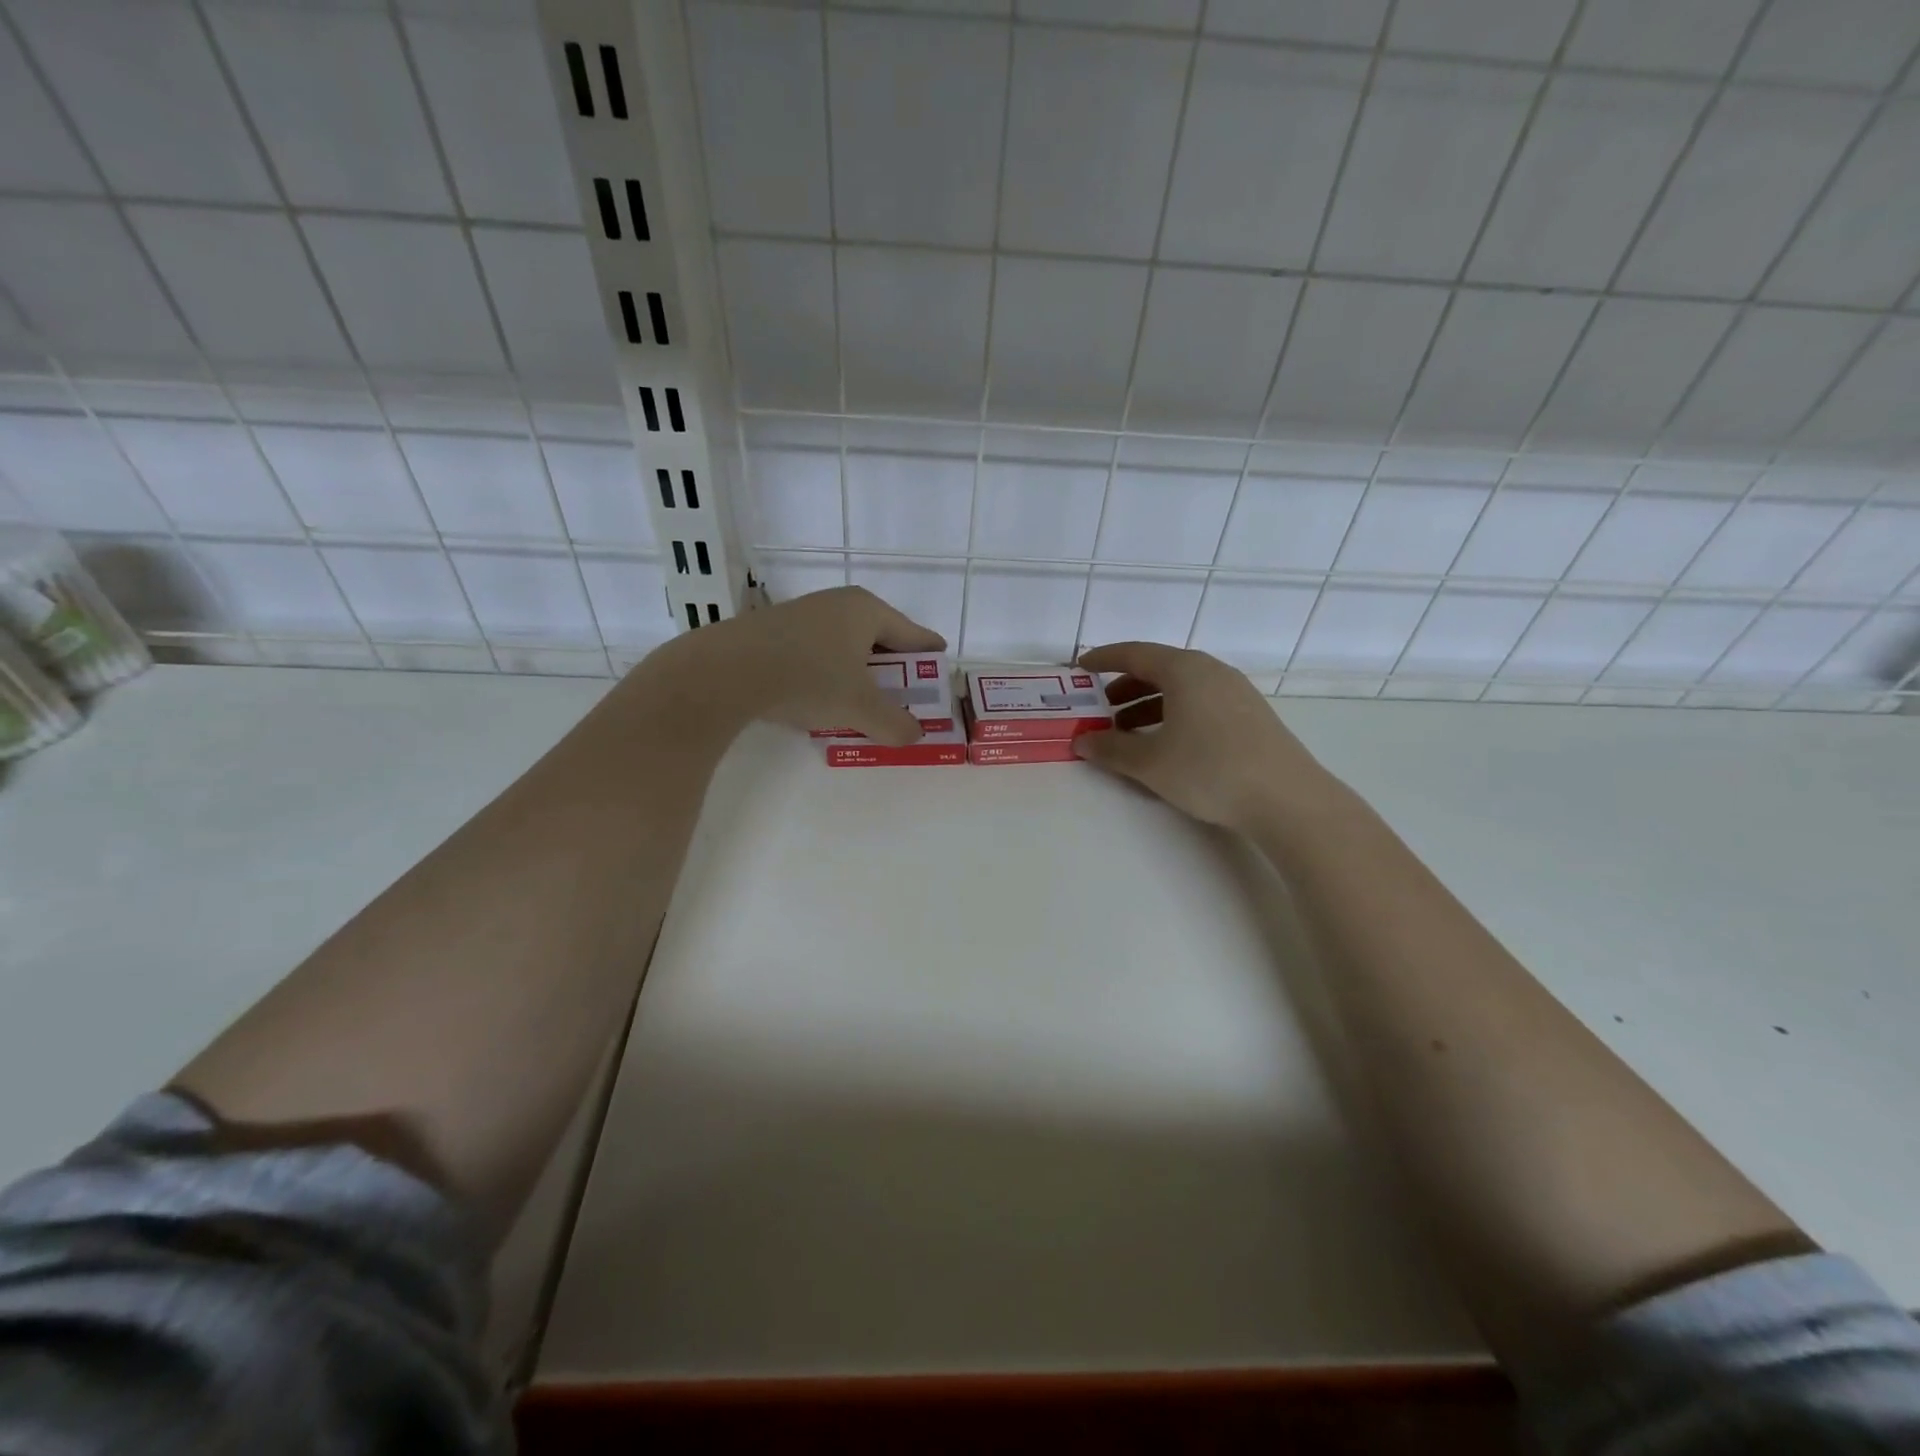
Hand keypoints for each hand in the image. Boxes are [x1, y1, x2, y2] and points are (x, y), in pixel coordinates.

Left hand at [640, 586, 944, 744]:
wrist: (727, 671)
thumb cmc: (808, 678)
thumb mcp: (859, 707)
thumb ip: (894, 723)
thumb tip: (914, 736)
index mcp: (866, 610)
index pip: (911, 633)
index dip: (928, 653)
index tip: (940, 664)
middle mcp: (837, 603)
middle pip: (878, 636)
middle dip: (892, 664)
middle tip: (904, 690)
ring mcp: (803, 613)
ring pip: (844, 643)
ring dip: (858, 669)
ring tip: (862, 697)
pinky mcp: (773, 630)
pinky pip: (817, 650)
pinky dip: (829, 670)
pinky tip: (821, 694)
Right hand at [1073, 642, 1343, 832]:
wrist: (1286, 798)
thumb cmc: (1209, 769)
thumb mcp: (1150, 762)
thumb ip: (1111, 750)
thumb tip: (1083, 742)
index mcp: (1185, 670)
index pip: (1135, 654)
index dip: (1104, 659)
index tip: (1081, 667)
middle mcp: (1211, 672)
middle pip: (1159, 669)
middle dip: (1126, 688)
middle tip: (1102, 710)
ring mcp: (1236, 692)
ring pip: (1182, 689)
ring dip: (1149, 705)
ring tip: (1129, 734)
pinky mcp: (1250, 716)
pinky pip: (1200, 703)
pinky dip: (1174, 715)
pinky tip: (1168, 744)